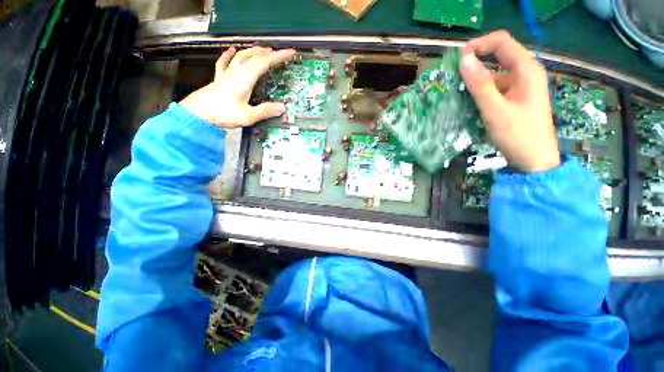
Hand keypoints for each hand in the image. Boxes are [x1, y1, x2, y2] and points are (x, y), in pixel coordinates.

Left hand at [179, 46, 295, 128]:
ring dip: (253, 51)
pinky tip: (231, 50)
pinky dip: (229, 55)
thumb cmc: (223, 114)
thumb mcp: (248, 116)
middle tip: (279, 53)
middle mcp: (236, 72)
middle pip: (253, 56)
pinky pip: (224, 62)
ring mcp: (226, 74)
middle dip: (268, 53)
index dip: (278, 57)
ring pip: (241, 56)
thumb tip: (282, 107)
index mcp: (245, 79)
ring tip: (262, 49)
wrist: (197, 114)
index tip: (290, 53)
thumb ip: (265, 111)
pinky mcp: (219, 79)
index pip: (264, 63)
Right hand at [460, 31, 559, 172]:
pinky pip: (496, 86)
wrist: (534, 160)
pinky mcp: (516, 97)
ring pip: (495, 72)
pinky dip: (481, 91)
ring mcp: (521, 85)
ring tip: (458, 94)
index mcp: (526, 69)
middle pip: (498, 55)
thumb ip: (480, 85)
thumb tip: (464, 60)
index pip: (501, 42)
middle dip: (475, 62)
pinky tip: (470, 103)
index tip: (458, 61)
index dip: (478, 45)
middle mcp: (525, 72)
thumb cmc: (518, 135)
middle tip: (454, 77)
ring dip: (476, 80)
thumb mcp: (495, 110)